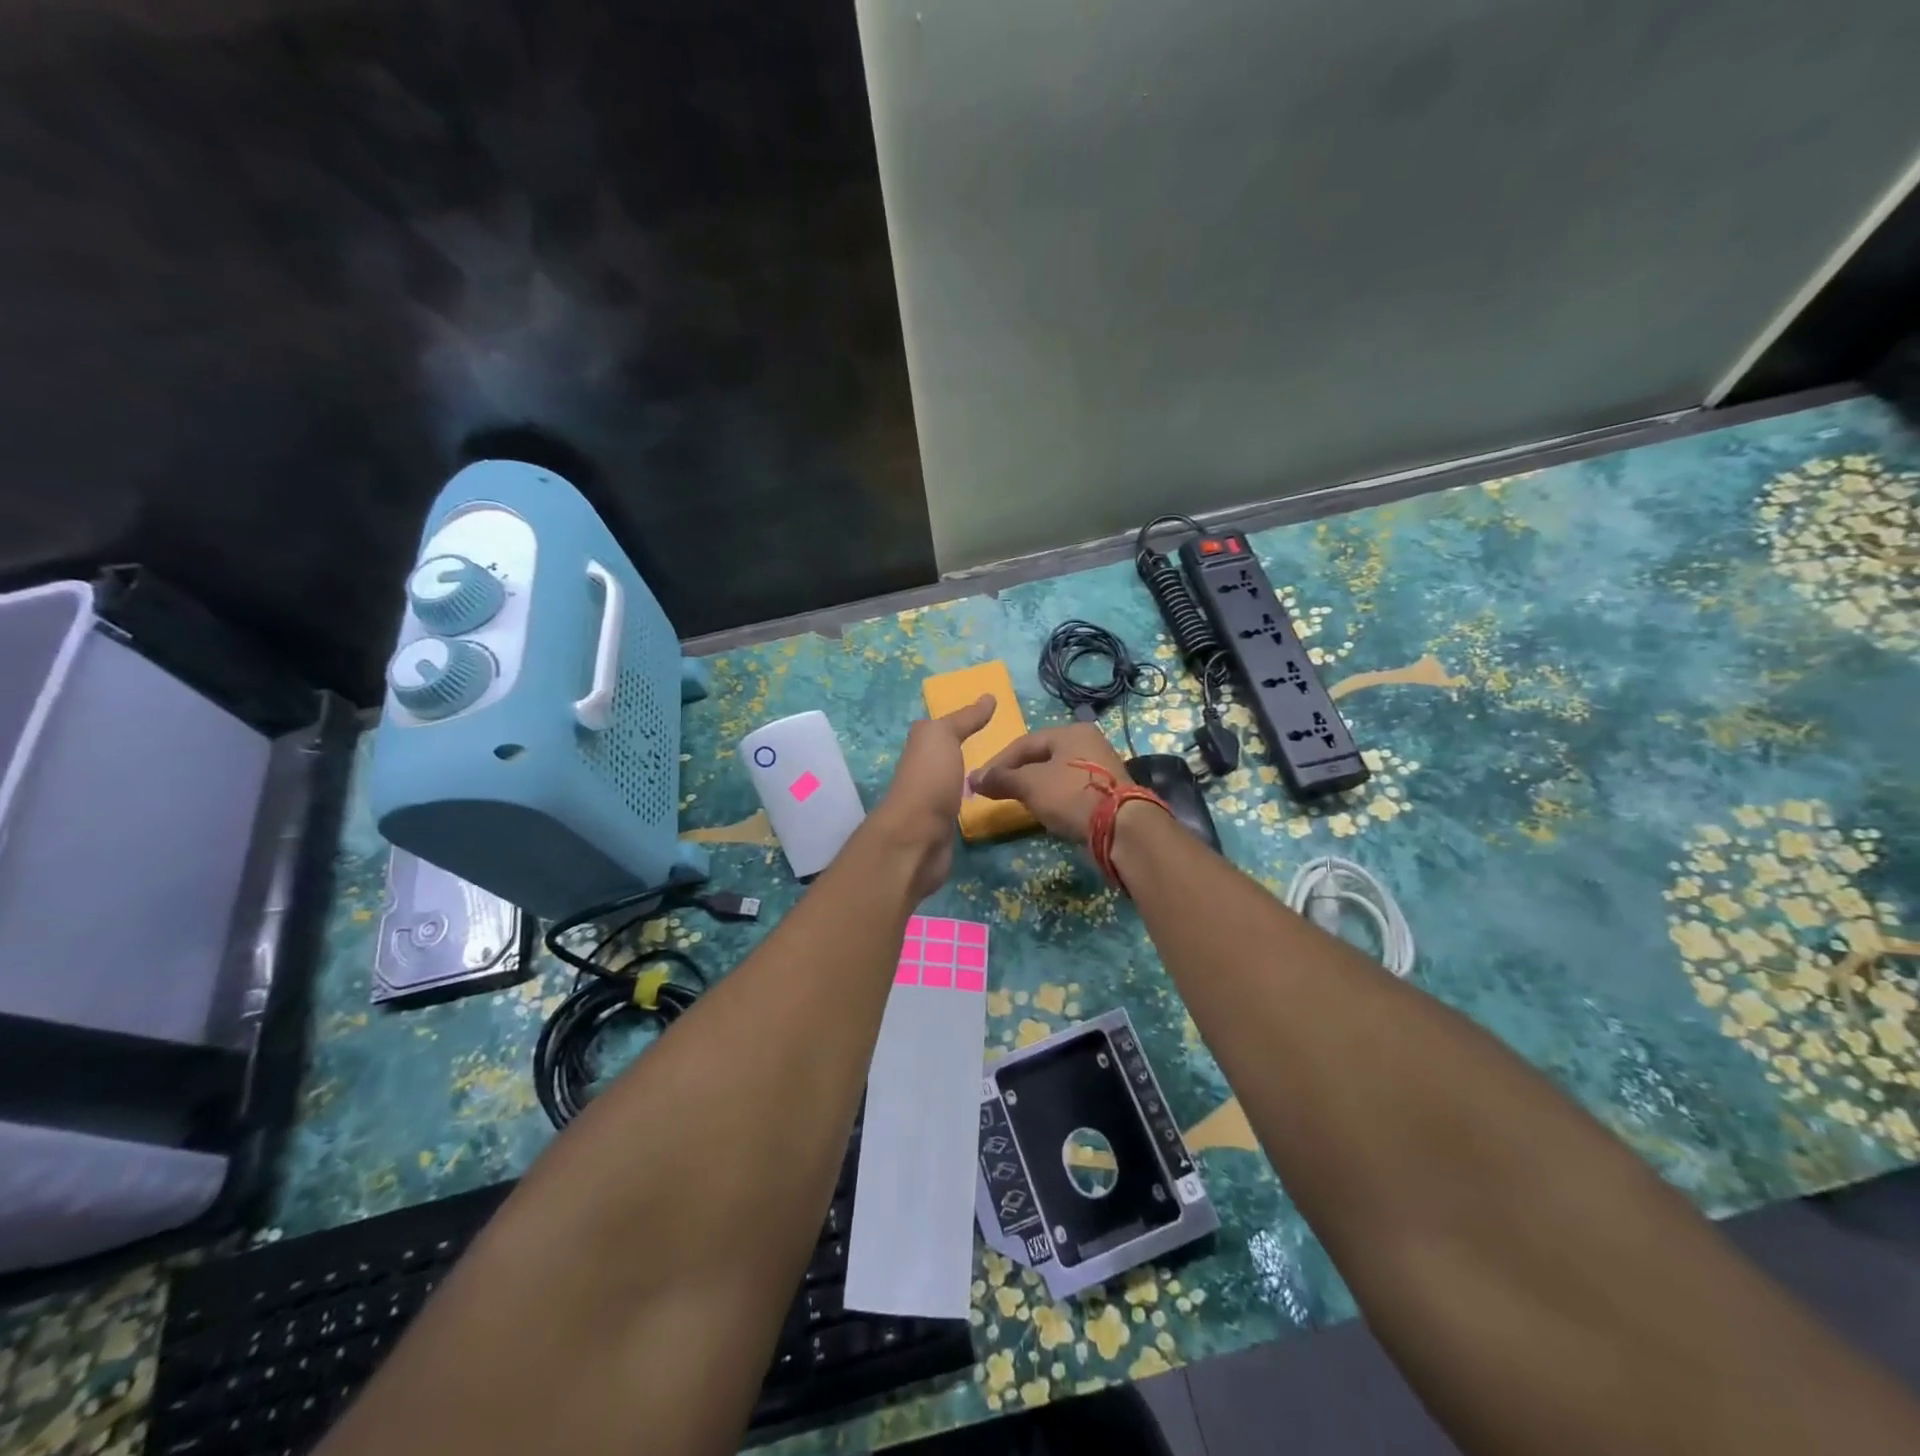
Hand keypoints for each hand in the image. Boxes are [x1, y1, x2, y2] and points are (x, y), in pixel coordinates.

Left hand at [871, 694, 996, 899]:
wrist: (917, 837)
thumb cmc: (929, 779)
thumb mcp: (943, 737)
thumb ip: (964, 719)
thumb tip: (988, 696)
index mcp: (920, 746)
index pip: (944, 729)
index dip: (965, 722)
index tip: (997, 719)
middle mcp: (922, 770)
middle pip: (949, 756)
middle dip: (973, 751)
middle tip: (1010, 749)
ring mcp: (932, 800)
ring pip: (956, 782)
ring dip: (974, 778)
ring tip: (1007, 774)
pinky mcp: (942, 827)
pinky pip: (962, 807)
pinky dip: (974, 802)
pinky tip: (992, 800)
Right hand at [969, 723, 1128, 844]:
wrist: (1121, 827)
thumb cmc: (1071, 795)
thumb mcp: (1030, 784)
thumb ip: (1001, 779)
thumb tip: (973, 778)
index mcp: (1071, 732)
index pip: (1024, 743)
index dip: (998, 762)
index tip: (979, 782)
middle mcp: (1088, 743)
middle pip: (1041, 757)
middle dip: (1016, 774)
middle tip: (997, 792)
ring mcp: (1100, 767)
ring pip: (1056, 774)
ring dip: (1034, 787)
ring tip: (1018, 802)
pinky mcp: (1107, 791)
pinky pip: (1070, 789)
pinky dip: (1053, 798)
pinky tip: (1045, 811)